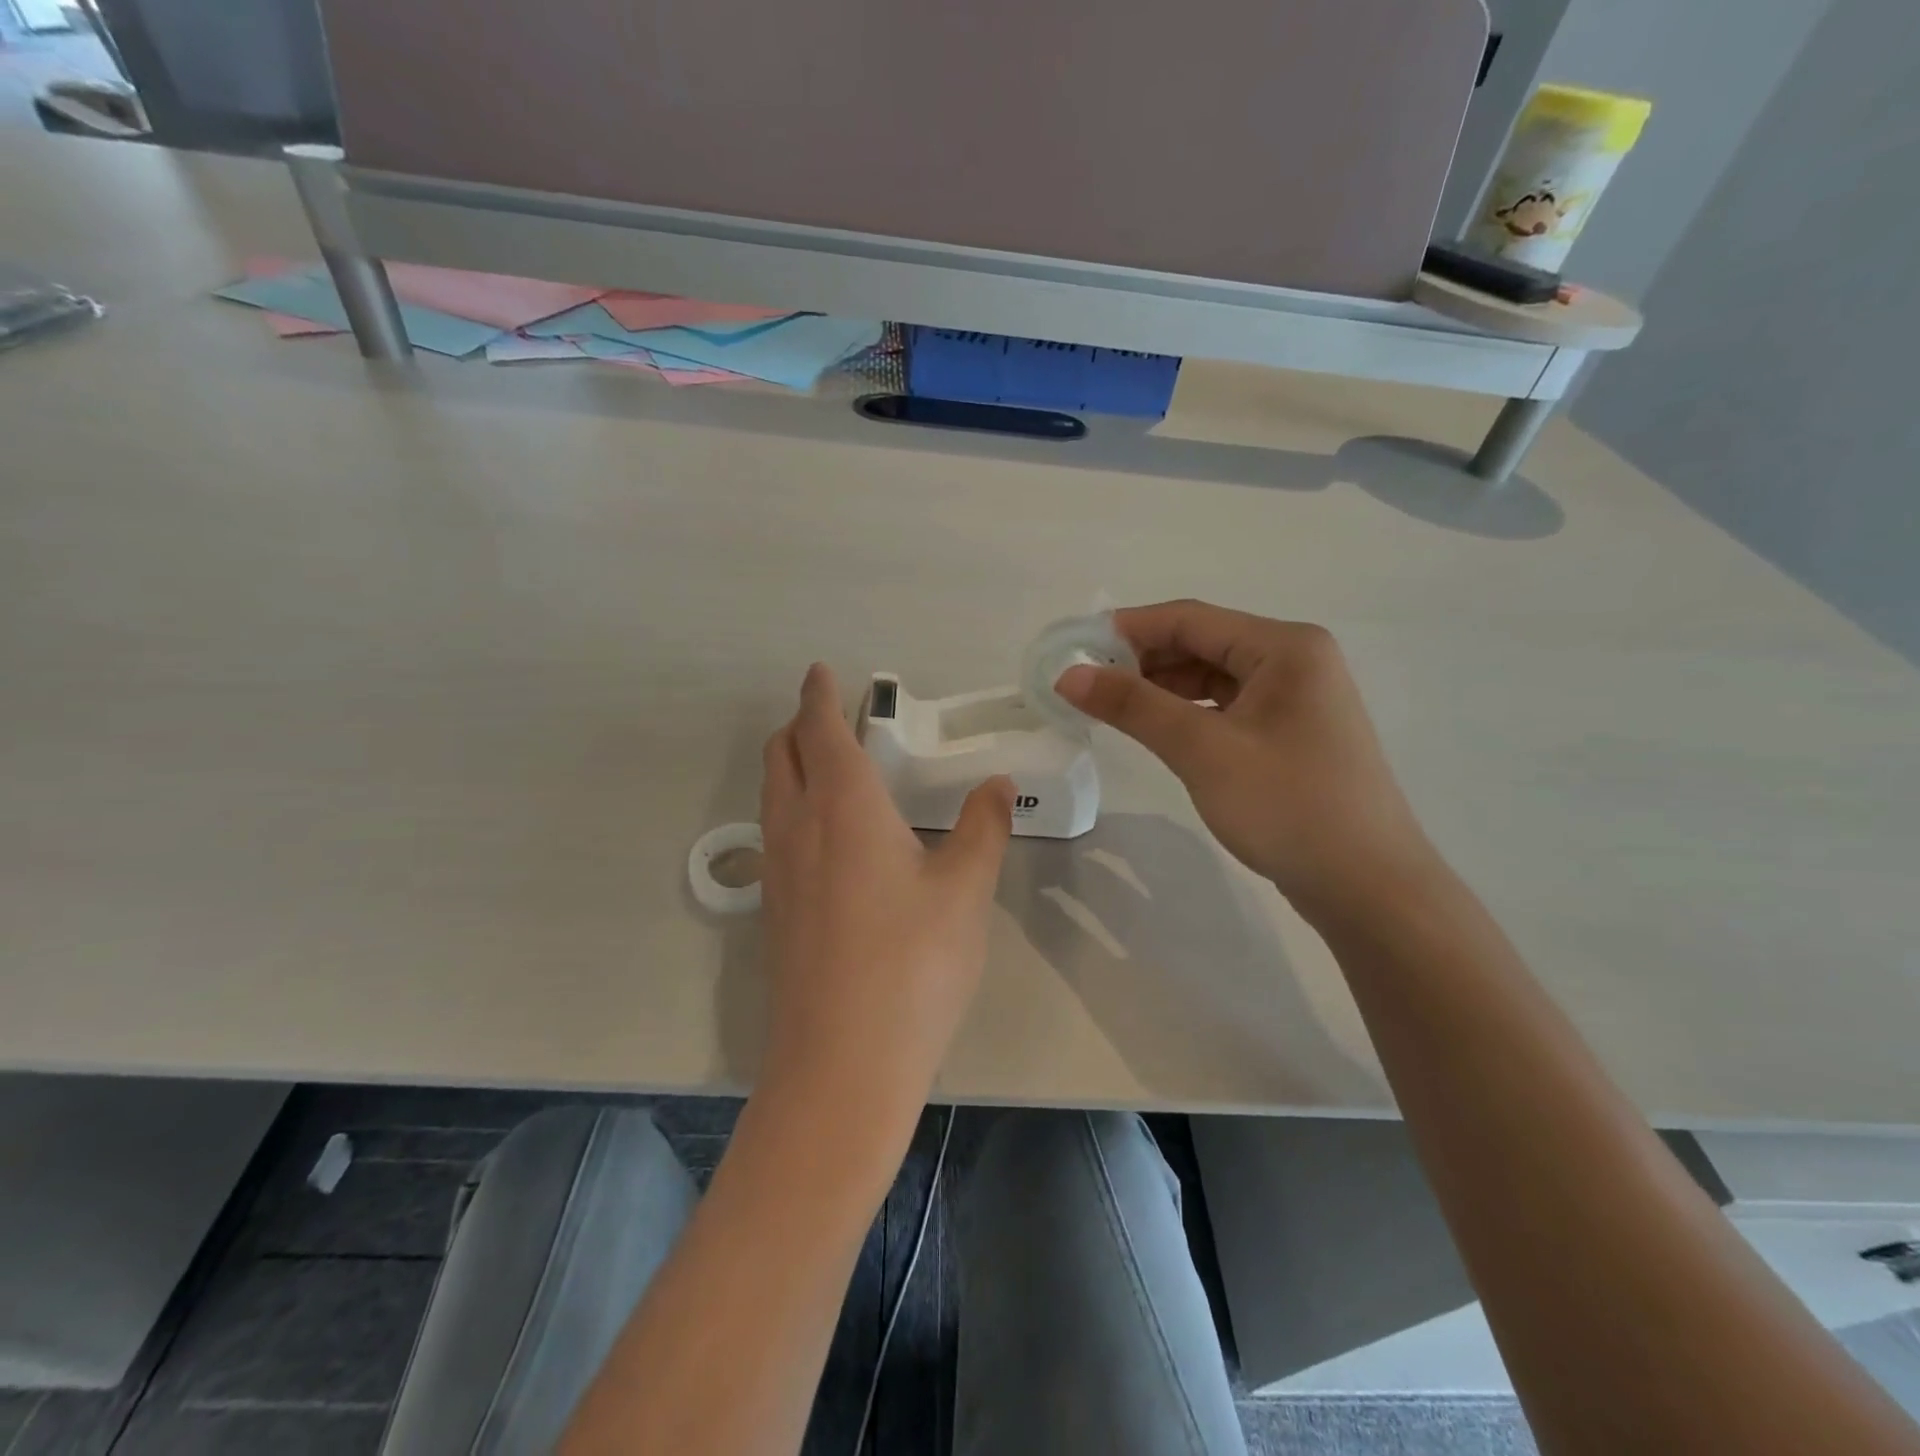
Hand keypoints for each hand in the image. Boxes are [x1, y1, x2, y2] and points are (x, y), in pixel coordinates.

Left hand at [757, 664, 1012, 1146]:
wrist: (841, 1065)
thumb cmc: (913, 964)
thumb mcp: (965, 890)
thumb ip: (983, 828)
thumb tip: (996, 784)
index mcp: (843, 806)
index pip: (820, 729)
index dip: (819, 695)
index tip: (821, 673)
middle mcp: (797, 828)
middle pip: (781, 755)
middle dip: (799, 725)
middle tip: (831, 716)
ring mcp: (777, 873)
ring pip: (772, 795)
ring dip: (791, 766)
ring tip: (828, 767)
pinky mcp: (774, 912)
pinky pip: (775, 835)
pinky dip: (792, 809)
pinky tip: (827, 840)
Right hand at [1055, 601, 1435, 916]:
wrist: (1369, 887)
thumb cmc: (1287, 806)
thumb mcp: (1202, 751)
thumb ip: (1134, 706)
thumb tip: (1069, 676)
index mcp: (1285, 647)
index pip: (1191, 619)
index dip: (1128, 630)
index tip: (1074, 651)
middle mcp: (1295, 661)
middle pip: (1203, 644)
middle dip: (1143, 662)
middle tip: (1086, 687)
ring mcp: (1297, 700)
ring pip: (1213, 679)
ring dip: (1163, 690)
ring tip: (1112, 711)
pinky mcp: (1291, 735)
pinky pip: (1227, 709)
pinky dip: (1188, 715)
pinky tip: (1157, 732)